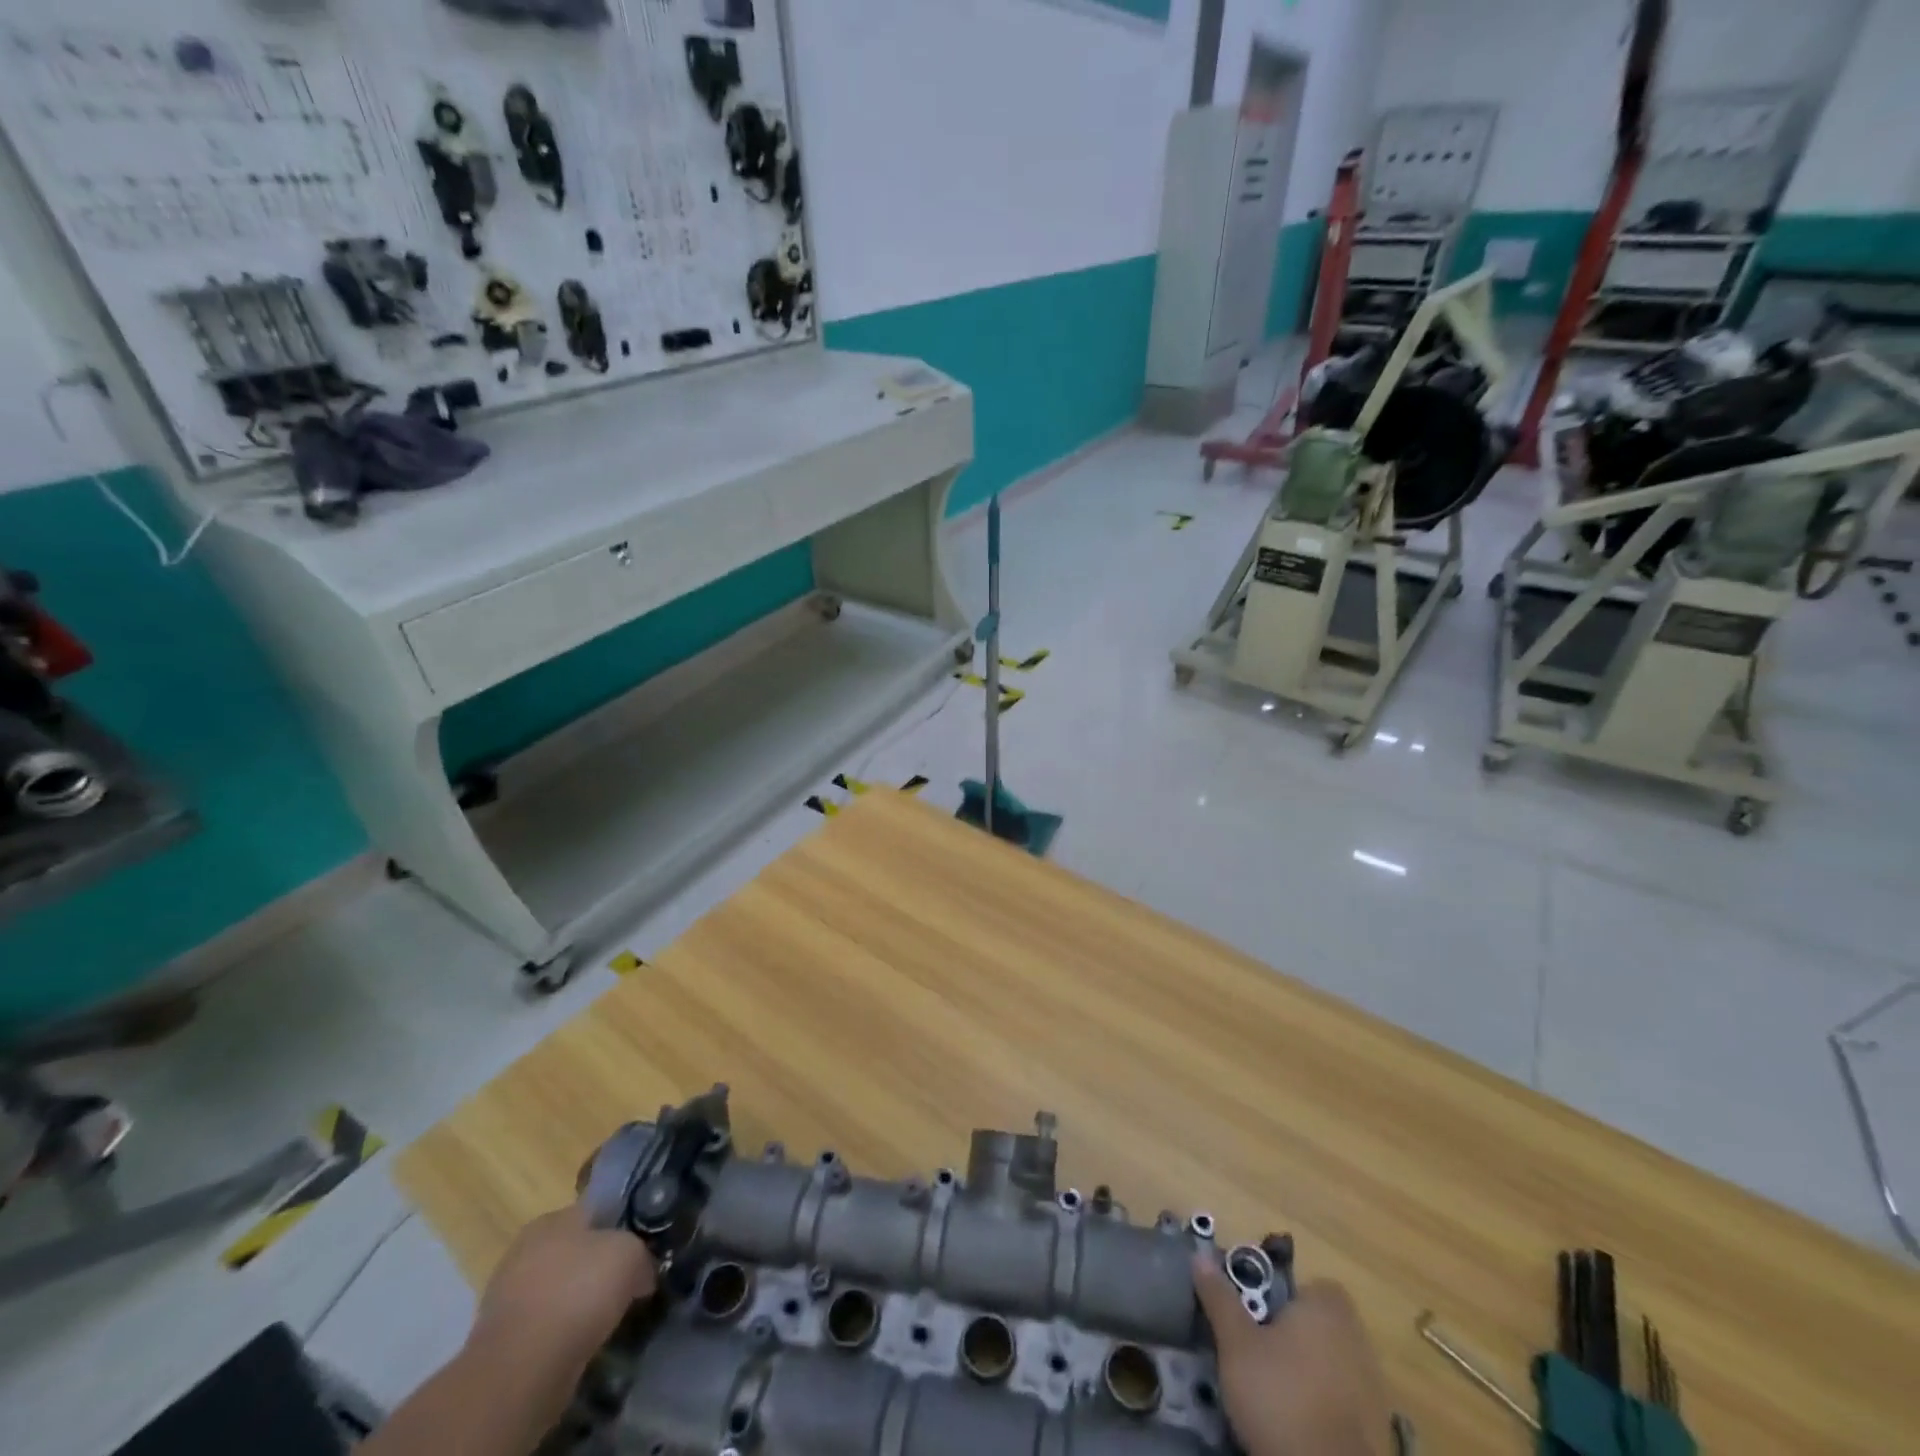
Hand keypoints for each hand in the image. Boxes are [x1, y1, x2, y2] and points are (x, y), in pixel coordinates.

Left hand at [464, 1205, 658, 1429]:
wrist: (521, 1371)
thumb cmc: (578, 1292)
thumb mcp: (630, 1255)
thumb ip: (641, 1253)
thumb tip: (642, 1272)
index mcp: (552, 1218)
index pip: (595, 1212)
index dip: (622, 1228)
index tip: (641, 1250)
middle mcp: (525, 1250)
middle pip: (576, 1251)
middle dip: (599, 1267)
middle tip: (628, 1285)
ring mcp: (507, 1297)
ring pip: (559, 1290)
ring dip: (580, 1303)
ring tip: (607, 1320)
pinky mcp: (501, 1341)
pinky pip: (545, 1327)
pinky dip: (563, 1334)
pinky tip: (581, 1345)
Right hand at [1193, 1256, 1393, 1455]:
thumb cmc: (1280, 1396)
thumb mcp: (1236, 1343)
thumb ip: (1220, 1298)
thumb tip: (1200, 1257)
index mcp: (1328, 1309)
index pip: (1312, 1286)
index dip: (1285, 1296)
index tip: (1258, 1314)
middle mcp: (1357, 1340)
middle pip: (1321, 1324)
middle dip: (1294, 1334)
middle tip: (1259, 1349)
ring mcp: (1373, 1388)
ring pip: (1332, 1362)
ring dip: (1308, 1370)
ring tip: (1273, 1388)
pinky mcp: (1377, 1432)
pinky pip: (1343, 1400)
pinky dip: (1324, 1404)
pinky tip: (1297, 1420)